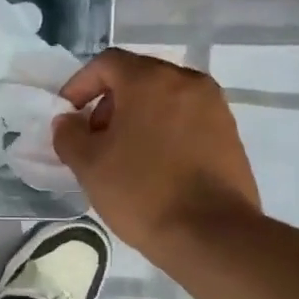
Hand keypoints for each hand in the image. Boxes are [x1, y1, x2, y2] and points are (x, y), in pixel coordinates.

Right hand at [53, 49, 260, 253]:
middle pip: (138, 78)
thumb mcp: (89, 165)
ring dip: (137, 118)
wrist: (211, 234)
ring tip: (123, 156)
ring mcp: (215, 108)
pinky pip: (186, 120)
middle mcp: (188, 82)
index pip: (107, 63)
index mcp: (151, 80)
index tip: (68, 116)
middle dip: (108, 103)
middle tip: (94, 138)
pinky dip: (163, 131)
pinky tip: (153, 167)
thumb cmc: (142, 191)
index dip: (80, 84)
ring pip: (164, 99)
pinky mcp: (230, 135)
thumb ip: (69, 135)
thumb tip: (68, 122)